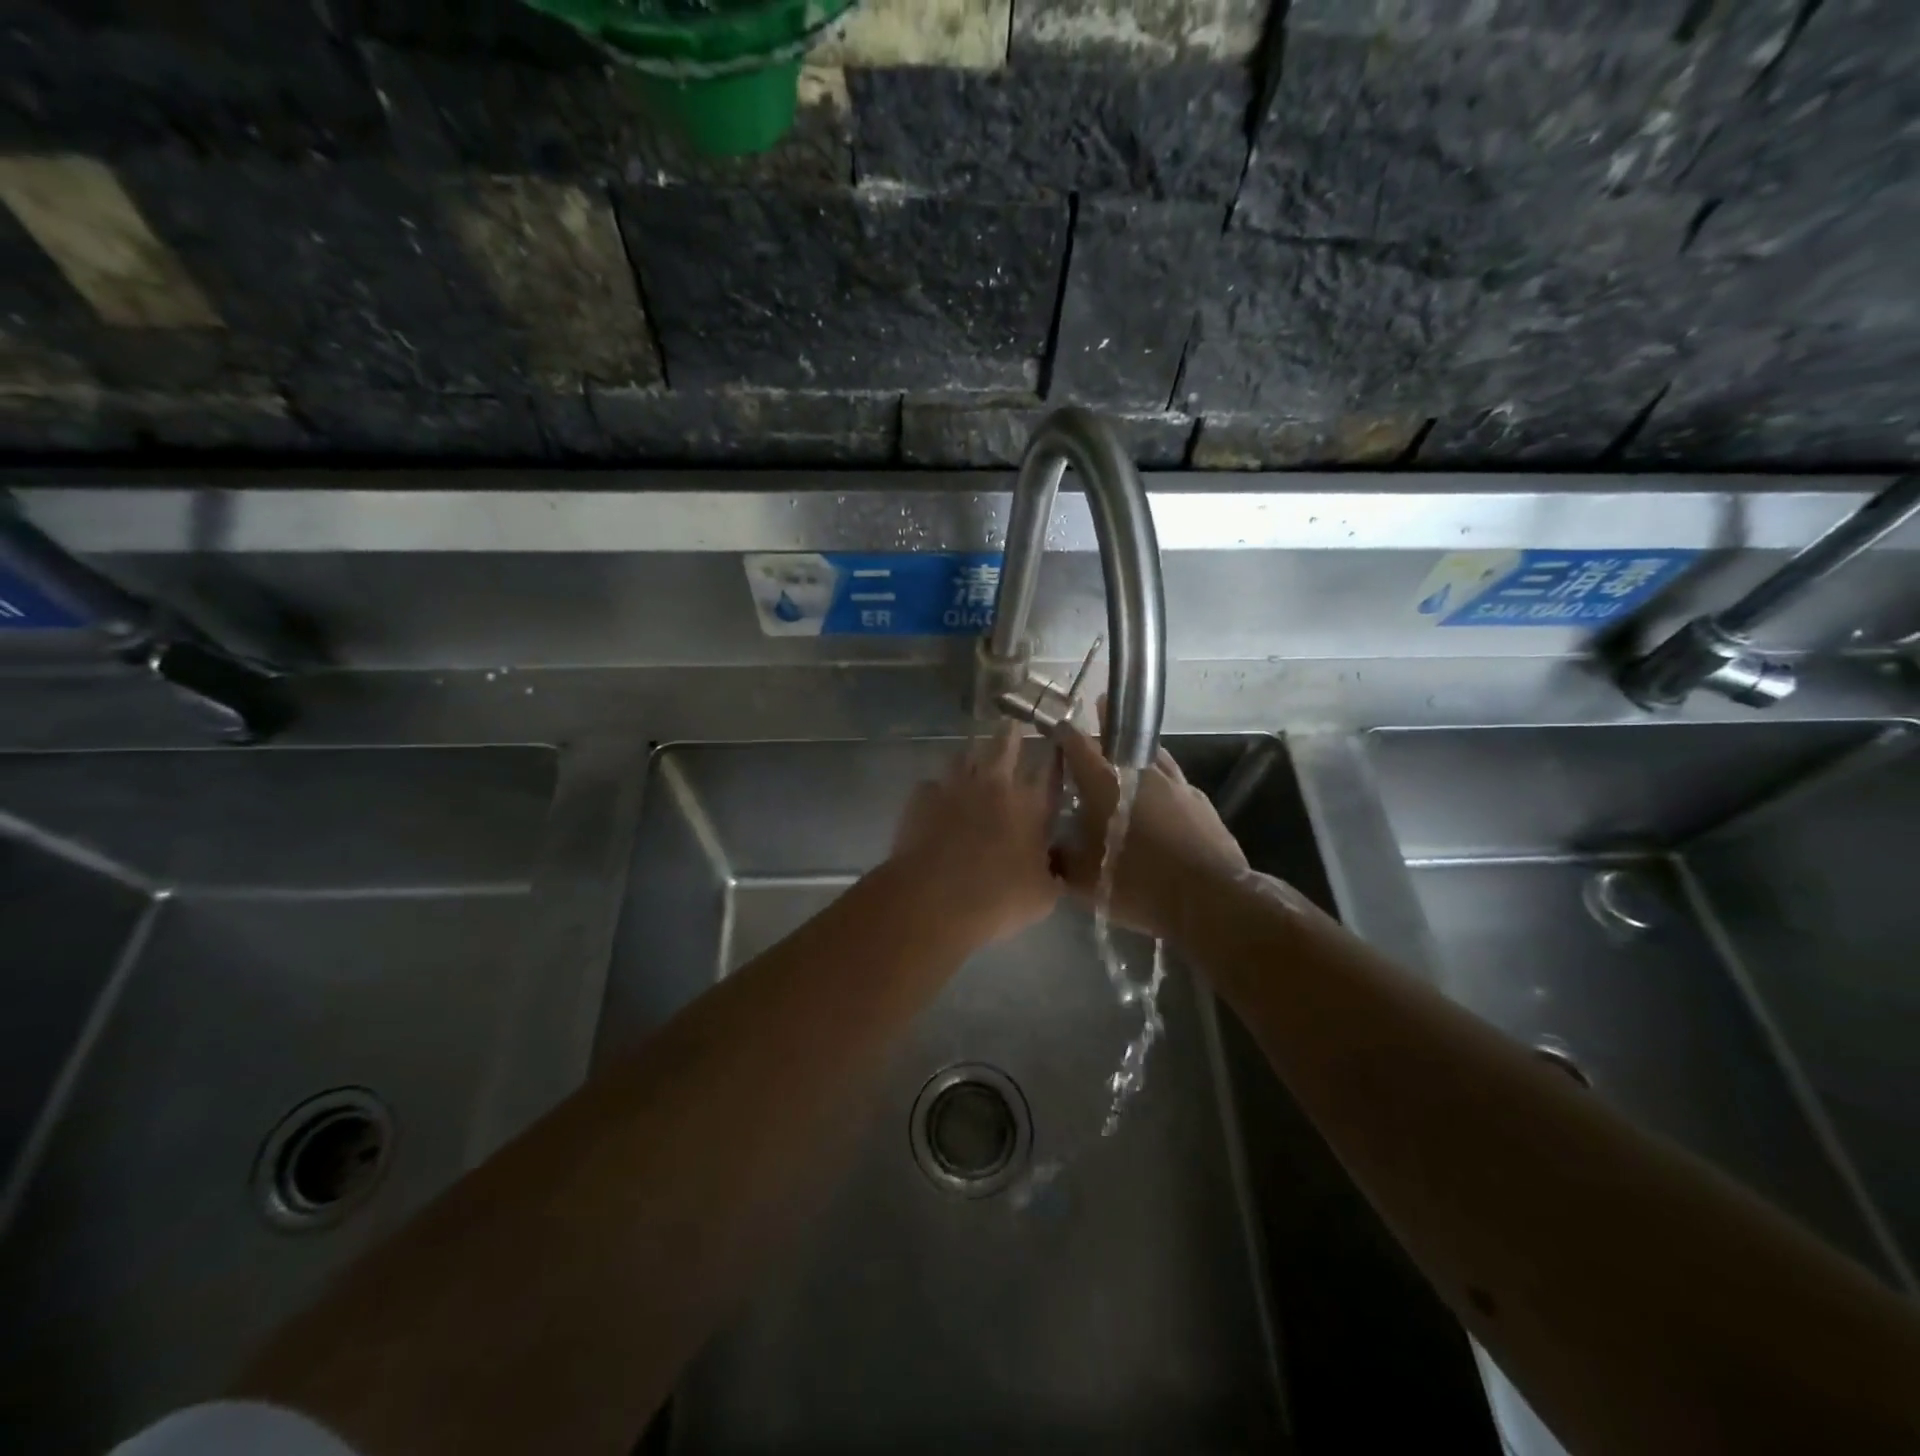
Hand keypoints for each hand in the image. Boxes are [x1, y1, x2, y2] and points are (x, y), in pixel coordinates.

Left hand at [890, 725, 1061, 947]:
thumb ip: (1052, 873)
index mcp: (1031, 806)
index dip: (1056, 757)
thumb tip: (1055, 864)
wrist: (934, 898)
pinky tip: (937, 797)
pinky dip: (938, 788)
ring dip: (972, 754)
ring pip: (965, 755)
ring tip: (974, 756)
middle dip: (1010, 734)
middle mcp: (995, 786)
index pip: (1050, 771)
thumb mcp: (1043, 896)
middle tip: (1011, 725)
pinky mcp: (922, 797)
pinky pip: (932, 783)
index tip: (1058, 744)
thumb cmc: (998, 899)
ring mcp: (955, 786)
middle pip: (1005, 745)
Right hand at [1053, 718, 1249, 941]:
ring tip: (1128, 745)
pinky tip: (1161, 792)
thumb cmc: (1138, 884)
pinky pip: (1174, 781)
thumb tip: (1051, 851)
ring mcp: (1176, 785)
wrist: (1208, 899)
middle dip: (1106, 724)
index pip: (1078, 745)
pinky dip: (1161, 779)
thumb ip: (1063, 861)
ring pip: (1151, 755)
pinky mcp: (1200, 802)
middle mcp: (1140, 774)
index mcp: (1105, 785)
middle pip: (1119, 740)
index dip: (1065, 733)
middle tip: (1100, 705)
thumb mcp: (1085, 882)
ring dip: (1136, 748)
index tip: (1056, 726)